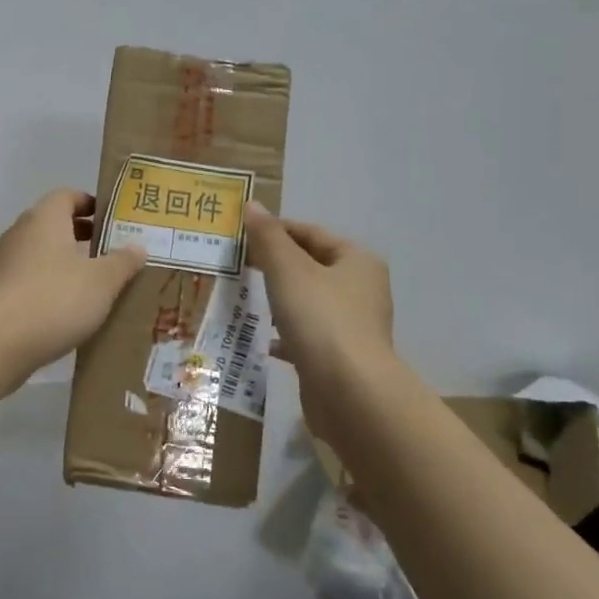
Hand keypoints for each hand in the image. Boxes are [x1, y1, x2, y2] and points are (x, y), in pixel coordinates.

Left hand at [0, 189, 146, 377]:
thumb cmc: (55, 299)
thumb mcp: (102, 281)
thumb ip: (122, 261)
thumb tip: (138, 246)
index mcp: (45, 219)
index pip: (68, 196)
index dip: (91, 204)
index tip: (114, 221)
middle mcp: (21, 233)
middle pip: (55, 225)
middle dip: (83, 237)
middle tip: (114, 253)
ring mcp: (4, 264)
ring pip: (42, 255)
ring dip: (67, 265)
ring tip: (97, 286)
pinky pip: (31, 281)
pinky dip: (50, 288)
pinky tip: (70, 311)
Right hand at [244, 204, 394, 405]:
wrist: (349, 392)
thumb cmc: (321, 319)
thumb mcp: (288, 270)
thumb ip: (268, 238)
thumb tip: (252, 205)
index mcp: (357, 261)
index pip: (311, 233)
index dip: (276, 230)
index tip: (241, 235)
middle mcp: (361, 289)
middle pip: (311, 266)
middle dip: (275, 265)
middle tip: (238, 265)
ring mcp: (353, 325)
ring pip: (308, 302)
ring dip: (280, 299)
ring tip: (246, 298)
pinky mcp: (341, 357)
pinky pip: (308, 336)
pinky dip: (287, 334)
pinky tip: (264, 340)